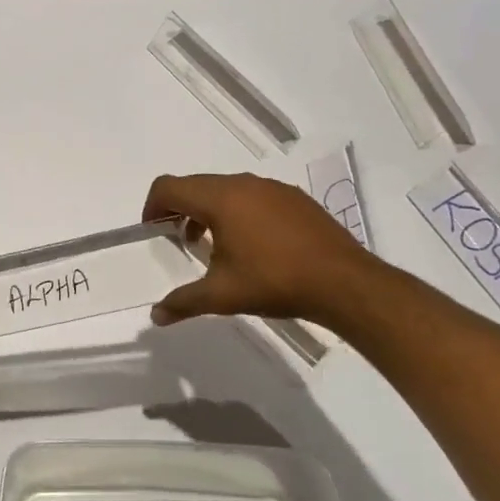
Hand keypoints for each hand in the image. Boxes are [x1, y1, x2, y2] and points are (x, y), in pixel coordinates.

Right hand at [143, 173, 375, 325]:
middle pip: (195, 184)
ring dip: (208, 210)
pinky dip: (238, 211)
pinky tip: (252, 245)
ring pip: (225, 188)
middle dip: (179, 208)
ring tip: (214, 245)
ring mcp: (272, 188)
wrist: (346, 284)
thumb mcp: (222, 295)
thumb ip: (183, 302)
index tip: (153, 231)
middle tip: (178, 239)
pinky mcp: (295, 198)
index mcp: (220, 199)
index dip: (152, 206)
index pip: (169, 187)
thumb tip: (155, 316)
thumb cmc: (276, 283)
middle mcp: (243, 184)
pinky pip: (253, 195)